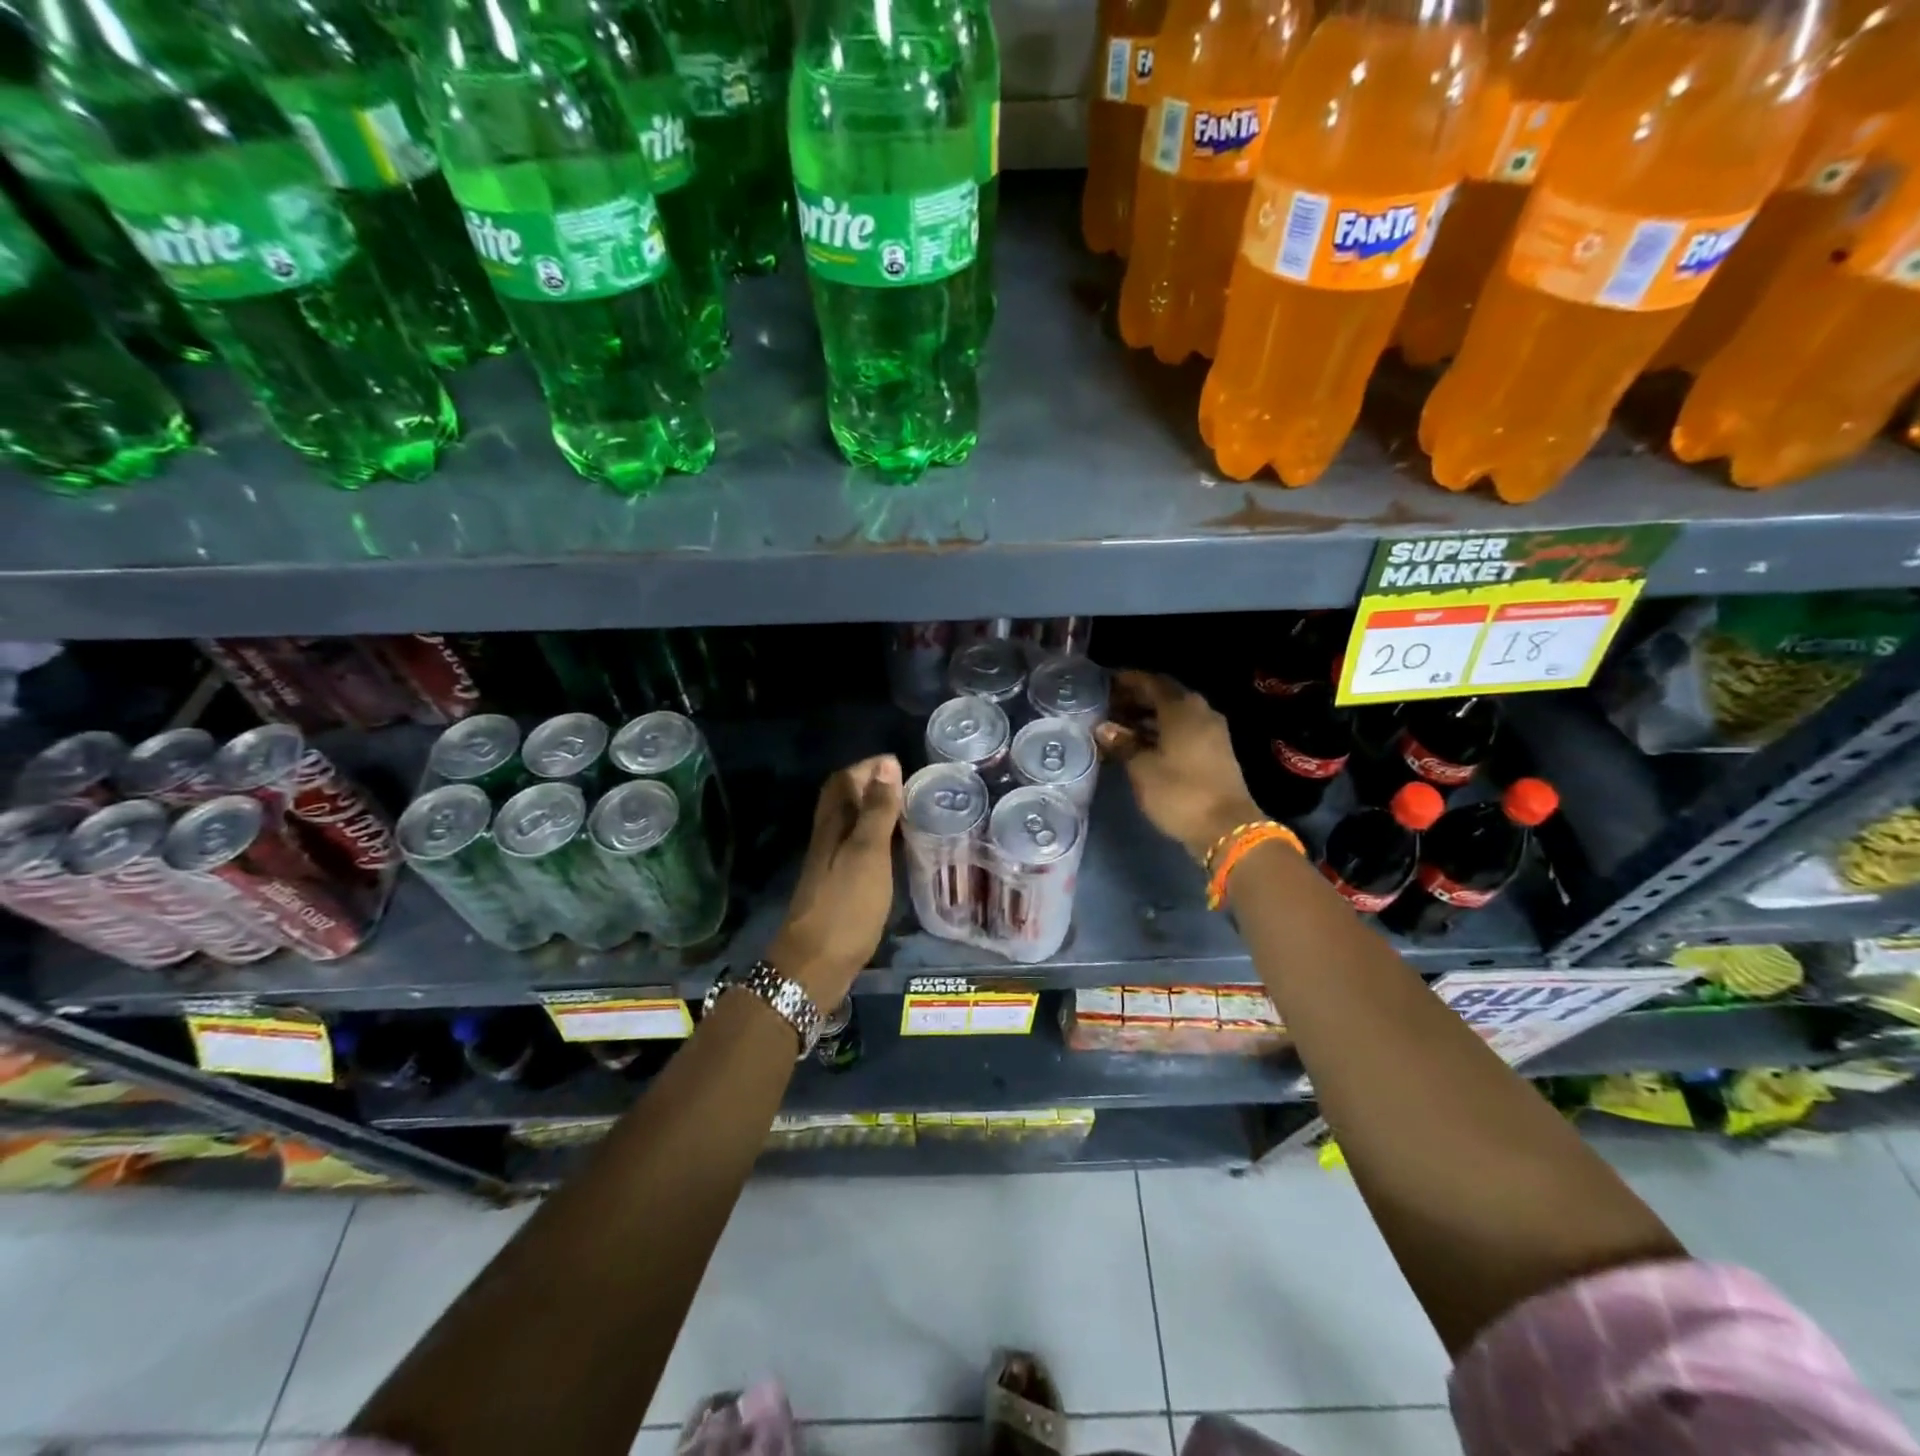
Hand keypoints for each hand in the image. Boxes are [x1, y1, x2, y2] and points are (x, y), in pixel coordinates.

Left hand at [766, 754, 903, 1004]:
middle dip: (870, 785)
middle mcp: (826, 837)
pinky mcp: (837, 885)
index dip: (868, 768)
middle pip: (843, 799)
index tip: (901, 766)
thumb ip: (878, 810)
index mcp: (832, 824)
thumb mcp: (868, 853)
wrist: (815, 965)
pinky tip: (893, 850)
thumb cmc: (846, 906)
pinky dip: (874, 837)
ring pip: (849, 823)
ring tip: (907, 812)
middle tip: (906, 787)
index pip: (844, 780)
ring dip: (873, 811)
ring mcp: (830, 863)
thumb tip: (887, 764)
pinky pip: (855, 846)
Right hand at [1095, 671, 1263, 862]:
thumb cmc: (1180, 792)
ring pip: (1174, 715)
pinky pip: (1183, 730)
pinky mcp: (1215, 751)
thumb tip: (1104, 728)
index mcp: (1182, 708)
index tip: (1105, 683)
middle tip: (1108, 707)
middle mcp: (1200, 712)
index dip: (1127, 680)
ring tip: (1119, 727)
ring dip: (1148, 717)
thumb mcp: (1142, 769)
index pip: (1151, 682)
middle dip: (1136, 699)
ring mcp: (1211, 732)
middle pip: (1164, 696)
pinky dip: (1161, 732)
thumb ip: (1123, 743)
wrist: (1227, 828)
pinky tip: (1141, 744)